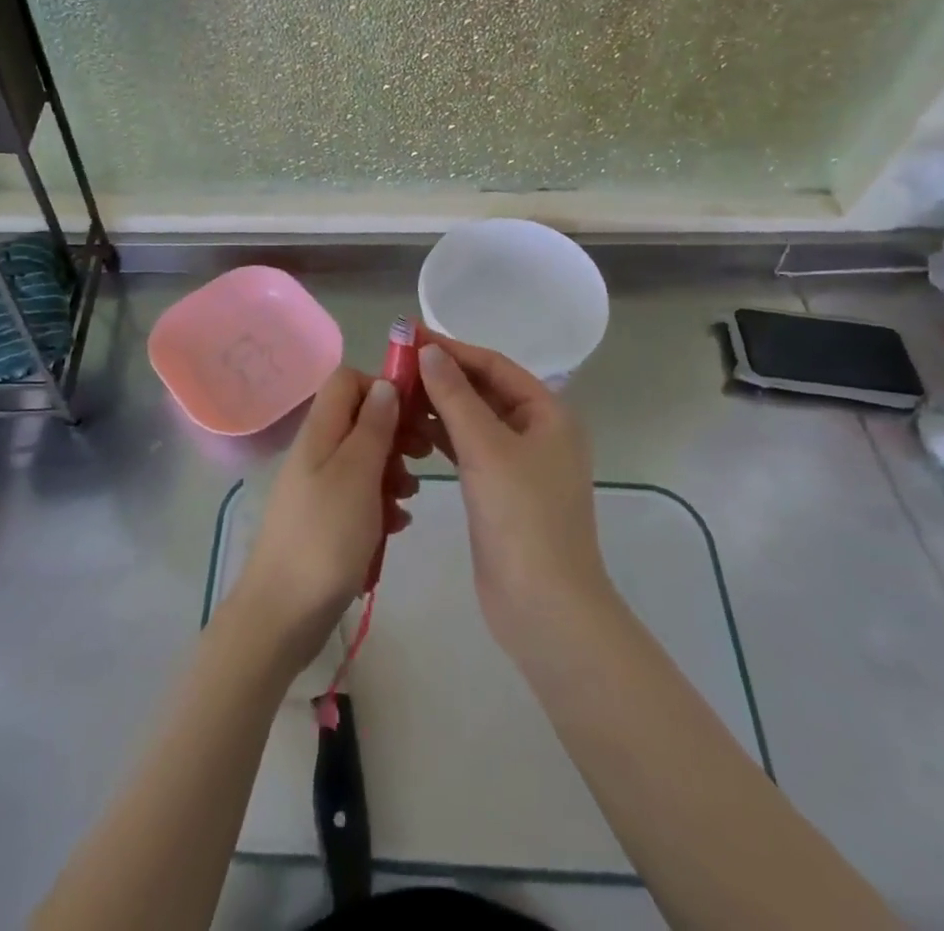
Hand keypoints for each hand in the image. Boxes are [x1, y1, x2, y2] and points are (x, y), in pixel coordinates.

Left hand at [226, 368, 415, 671]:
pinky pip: (359, 495)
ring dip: (392, 472)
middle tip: (422, 456)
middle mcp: (316, 451)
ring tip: (409, 499)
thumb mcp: (358, 474)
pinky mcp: (325, 518)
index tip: (414, 413)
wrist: (283, 612)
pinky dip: (380, 503)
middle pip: (360, 419)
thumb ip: (373, 427)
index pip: (347, 381)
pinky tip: (396, 525)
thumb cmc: (326, 536)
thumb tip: (385, 385)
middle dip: (395, 433)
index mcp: (320, 431)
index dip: (382, 387)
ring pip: (363, 459)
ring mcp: (318, 485)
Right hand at [417, 335, 615, 663]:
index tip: (410, 337)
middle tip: (396, 365)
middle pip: (484, 390)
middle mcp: (537, 431)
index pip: (494, 366)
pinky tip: (411, 431)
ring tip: (396, 394)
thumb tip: (428, 351)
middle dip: (442, 377)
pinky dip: (442, 438)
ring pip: (474, 421)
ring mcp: (519, 464)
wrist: (544, 607)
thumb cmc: (522, 517)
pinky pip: (469, 450)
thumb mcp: (486, 448)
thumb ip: (455, 396)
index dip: (452, 349)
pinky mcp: (500, 491)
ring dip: (439, 407)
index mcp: (548, 413)